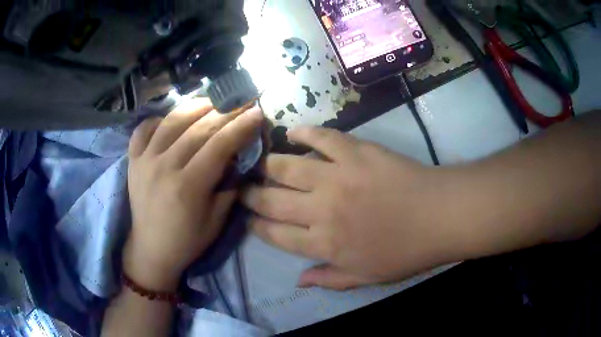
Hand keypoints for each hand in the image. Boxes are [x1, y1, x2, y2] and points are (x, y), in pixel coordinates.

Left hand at [126, 98, 263, 290]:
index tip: (257, 112)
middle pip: (199, 128)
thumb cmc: (187, 240)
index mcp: (188, 186)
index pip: (219, 145)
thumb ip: (229, 187)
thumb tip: (238, 159)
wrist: (151, 249)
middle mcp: (164, 167)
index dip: (241, 126)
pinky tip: (169, 119)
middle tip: (241, 101)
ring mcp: (145, 161)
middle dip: (225, 111)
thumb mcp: (217, 221)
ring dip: (195, 106)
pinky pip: (142, 130)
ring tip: (212, 101)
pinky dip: (156, 119)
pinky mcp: (133, 161)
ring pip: (171, 121)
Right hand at [242, 127, 461, 289]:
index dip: (257, 226)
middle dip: (251, 195)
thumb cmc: (405, 252)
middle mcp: (321, 211)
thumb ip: (330, 279)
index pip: (276, 235)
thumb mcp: (367, 278)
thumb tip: (298, 281)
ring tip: (259, 162)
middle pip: (273, 201)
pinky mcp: (355, 152)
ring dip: (268, 164)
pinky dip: (305, 133)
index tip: (247, 218)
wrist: (439, 217)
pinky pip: (323, 138)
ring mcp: (337, 178)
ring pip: (288, 168)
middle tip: (243, 188)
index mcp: (325, 244)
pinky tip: (292, 132)